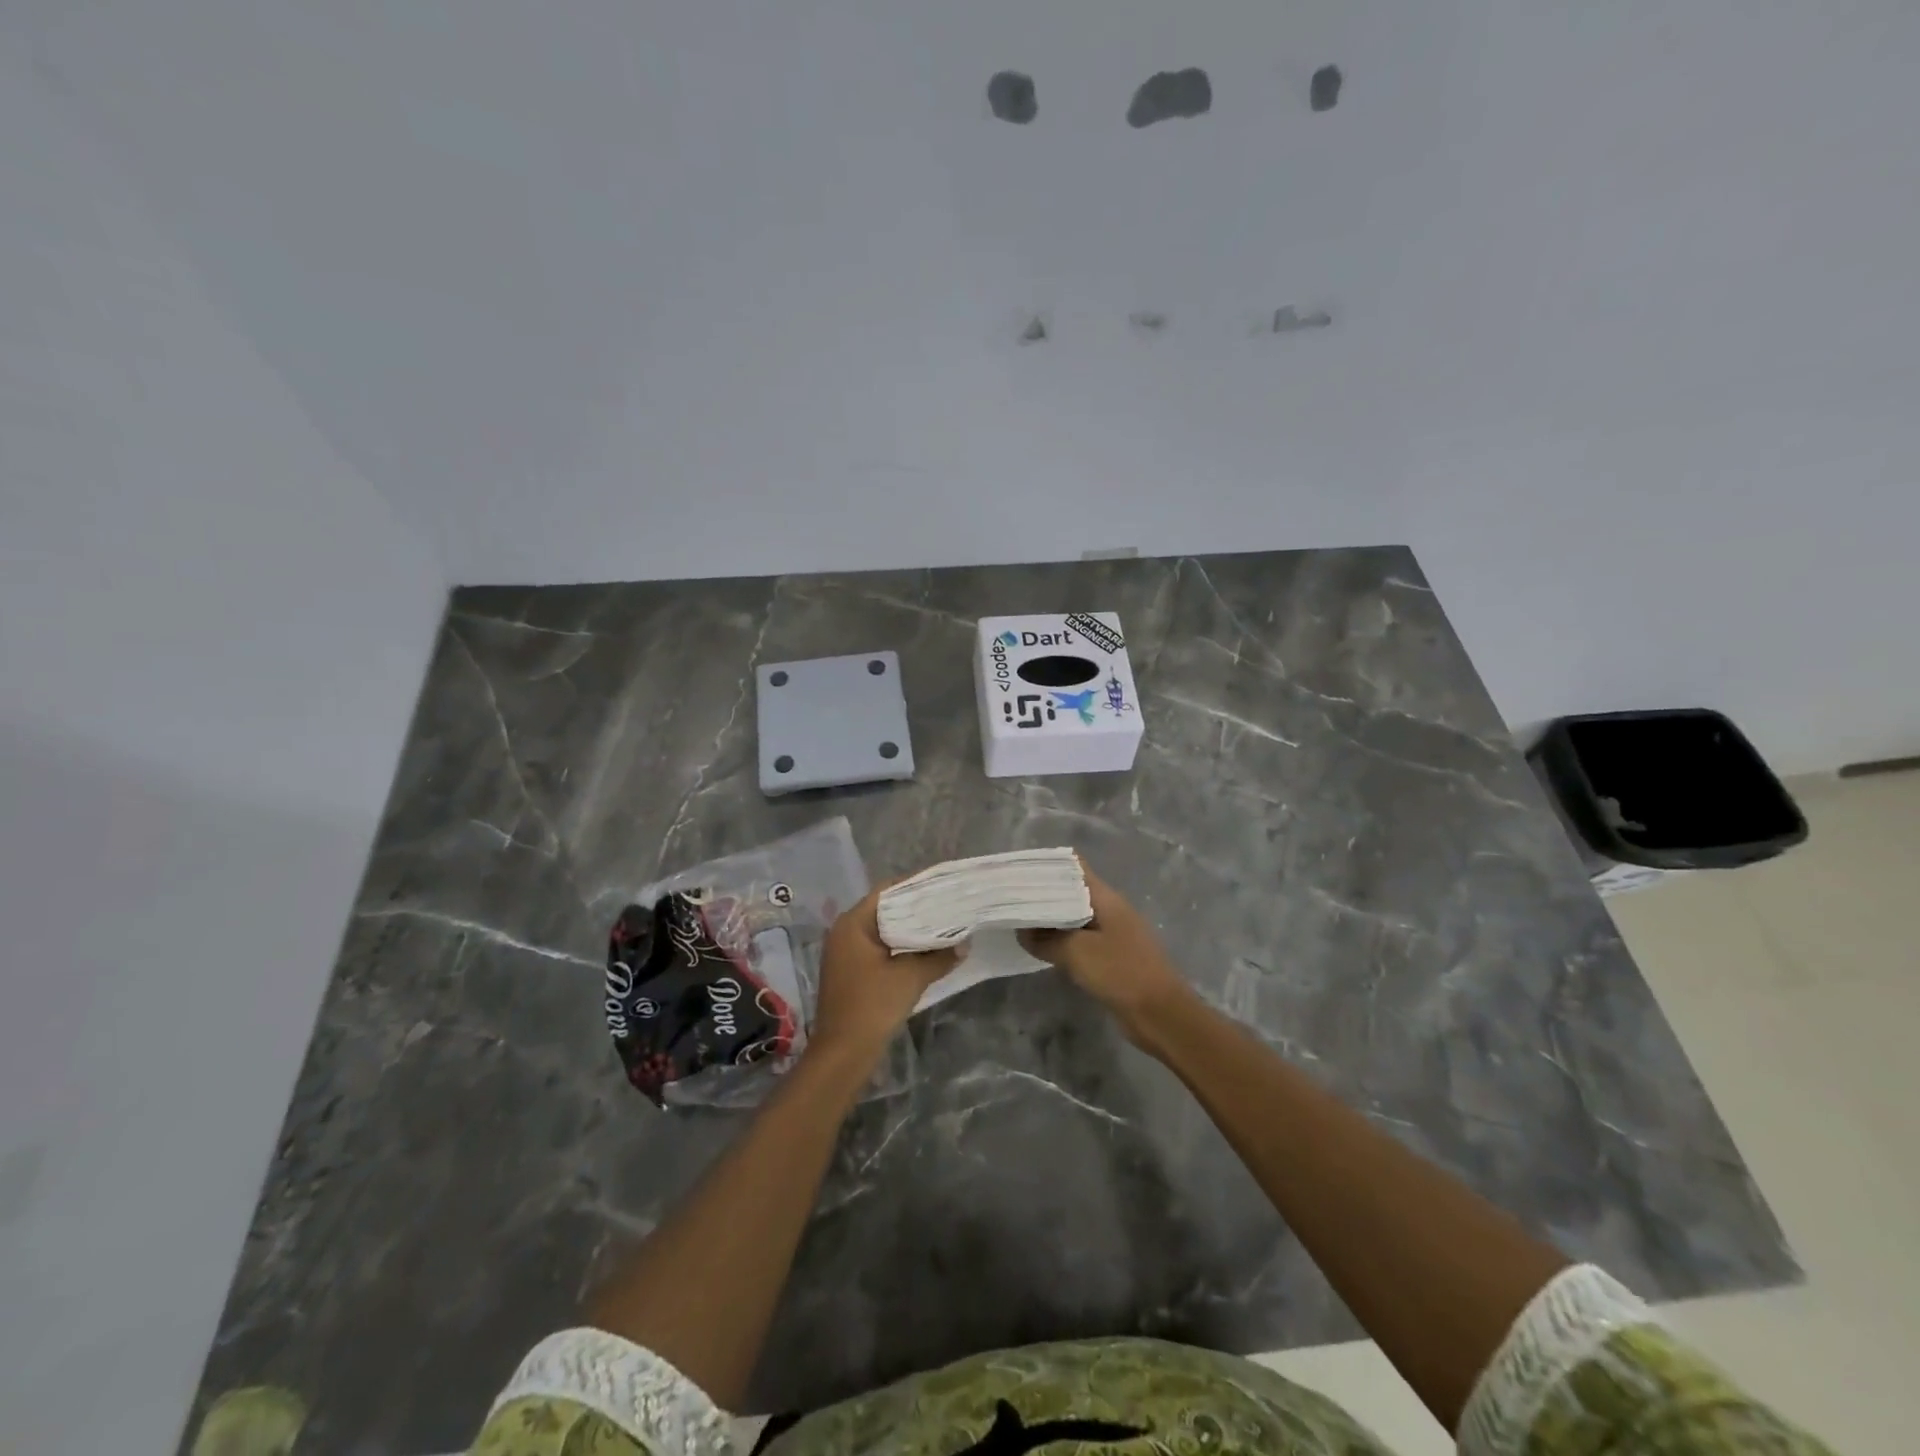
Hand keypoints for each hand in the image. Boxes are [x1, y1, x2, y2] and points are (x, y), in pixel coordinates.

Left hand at [810, 885, 960, 1060]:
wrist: (843, 1053)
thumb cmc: (872, 1005)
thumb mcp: (910, 977)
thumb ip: (938, 956)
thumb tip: (964, 944)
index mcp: (853, 923)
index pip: (887, 891)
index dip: (915, 885)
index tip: (943, 884)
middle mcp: (845, 932)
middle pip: (885, 909)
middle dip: (916, 907)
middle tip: (948, 903)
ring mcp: (846, 953)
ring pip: (883, 931)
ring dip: (910, 929)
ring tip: (943, 924)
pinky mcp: (851, 972)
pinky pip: (879, 948)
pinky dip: (901, 947)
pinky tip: (925, 951)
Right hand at [1019, 862, 1196, 1049]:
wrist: (1162, 1015)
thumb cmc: (1121, 973)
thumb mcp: (1077, 953)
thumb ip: (1046, 939)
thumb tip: (1022, 931)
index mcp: (1105, 897)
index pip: (1073, 866)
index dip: (1046, 865)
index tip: (1017, 871)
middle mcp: (1109, 909)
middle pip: (1071, 891)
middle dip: (1042, 894)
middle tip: (1010, 898)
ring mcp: (1112, 932)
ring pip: (1074, 917)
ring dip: (1050, 919)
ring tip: (1018, 920)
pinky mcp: (1112, 956)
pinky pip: (1081, 940)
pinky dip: (1061, 940)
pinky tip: (1041, 948)